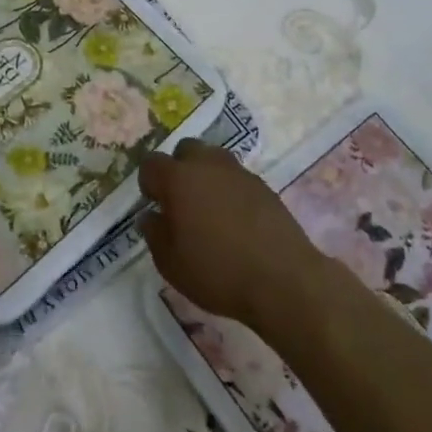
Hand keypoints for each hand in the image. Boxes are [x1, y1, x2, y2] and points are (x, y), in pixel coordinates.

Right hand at [139, 143, 322, 331]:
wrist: (283, 280)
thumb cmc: (217, 272)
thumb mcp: (170, 262)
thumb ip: (154, 233)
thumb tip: (152, 215)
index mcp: (178, 178)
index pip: (151, 163)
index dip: (149, 183)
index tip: (156, 206)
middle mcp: (207, 164)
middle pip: (185, 150)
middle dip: (179, 169)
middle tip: (182, 202)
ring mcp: (239, 172)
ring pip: (213, 159)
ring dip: (206, 176)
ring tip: (210, 209)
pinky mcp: (263, 186)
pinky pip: (237, 178)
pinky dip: (230, 191)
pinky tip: (236, 221)